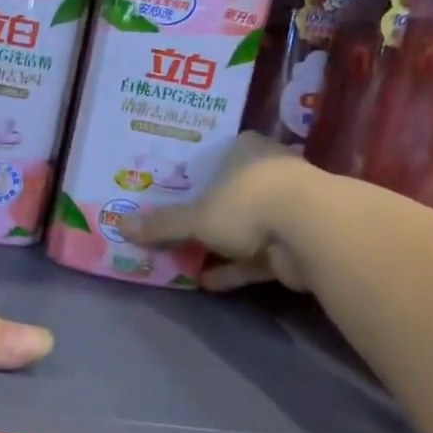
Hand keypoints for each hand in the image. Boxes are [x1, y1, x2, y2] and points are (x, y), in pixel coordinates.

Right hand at [119, 132, 313, 291]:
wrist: (314, 233)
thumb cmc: (249, 204)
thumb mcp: (197, 216)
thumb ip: (162, 224)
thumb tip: (119, 225)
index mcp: (247, 150)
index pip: (220, 152)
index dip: (198, 169)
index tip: (176, 184)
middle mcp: (269, 173)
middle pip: (232, 191)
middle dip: (208, 211)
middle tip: (177, 223)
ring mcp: (287, 209)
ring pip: (245, 226)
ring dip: (220, 245)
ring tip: (185, 258)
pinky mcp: (296, 243)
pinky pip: (257, 256)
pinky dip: (234, 269)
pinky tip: (207, 282)